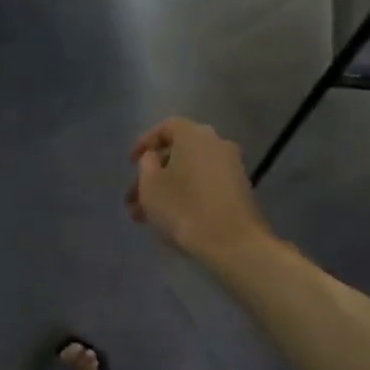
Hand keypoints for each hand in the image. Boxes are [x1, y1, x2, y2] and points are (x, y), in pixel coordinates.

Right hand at [126, 118, 270, 258]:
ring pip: (189, 173)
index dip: (144, 143)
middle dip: (152, 175)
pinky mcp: (239, 191)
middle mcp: (217, 144)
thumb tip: (154, 158)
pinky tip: (170, 219)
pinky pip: (204, 186)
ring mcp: (232, 168)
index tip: (130, 163)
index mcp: (194, 135)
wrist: (232, 242)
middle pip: (178, 153)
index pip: (166, 127)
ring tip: (145, 217)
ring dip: (166, 190)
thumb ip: (146, 164)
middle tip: (133, 198)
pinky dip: (186, 196)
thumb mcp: (150, 184)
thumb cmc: (183, 207)